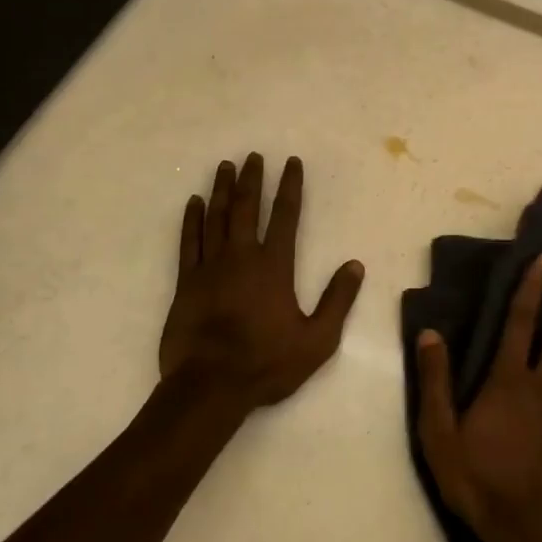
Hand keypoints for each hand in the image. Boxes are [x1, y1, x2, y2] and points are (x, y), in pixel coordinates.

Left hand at [160, 153, 364, 413]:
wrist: (210, 386)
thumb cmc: (267, 364)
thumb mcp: (318, 340)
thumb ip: (337, 300)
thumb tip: (355, 265)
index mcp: (274, 266)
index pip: (285, 215)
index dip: (289, 186)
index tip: (291, 162)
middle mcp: (241, 256)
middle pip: (246, 207)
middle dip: (252, 178)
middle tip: (253, 155)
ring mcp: (210, 267)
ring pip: (216, 217)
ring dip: (221, 189)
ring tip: (225, 166)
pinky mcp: (186, 282)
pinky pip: (188, 241)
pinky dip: (191, 219)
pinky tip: (193, 202)